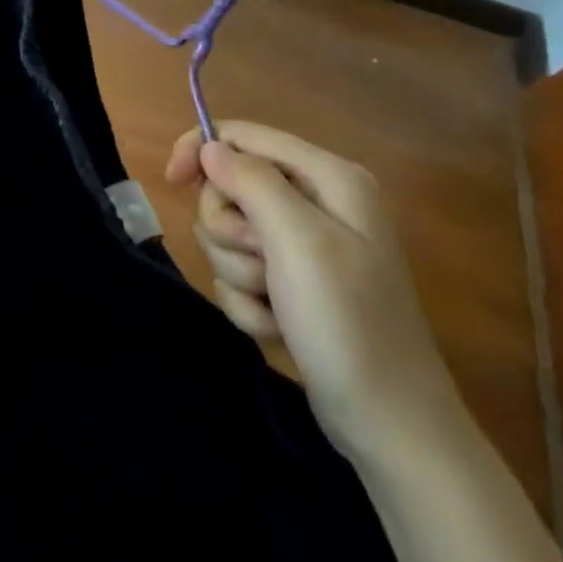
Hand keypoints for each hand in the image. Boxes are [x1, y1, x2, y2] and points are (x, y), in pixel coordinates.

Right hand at [165, 121, 461, 462]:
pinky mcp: (290, 283)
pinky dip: (247, 299)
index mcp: (327, 177)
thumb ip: (250, 180)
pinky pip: (238, 271)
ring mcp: (303, 245)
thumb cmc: (347, 322)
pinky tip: (276, 326)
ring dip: (237, 271)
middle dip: (229, 230)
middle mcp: (315, 201)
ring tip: (273, 302)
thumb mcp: (297, 240)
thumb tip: (209, 146)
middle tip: (259, 263)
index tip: (173, 181)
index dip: (200, 150)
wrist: (389, 426)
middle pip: (228, 186)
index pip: (241, 135)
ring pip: (227, 232)